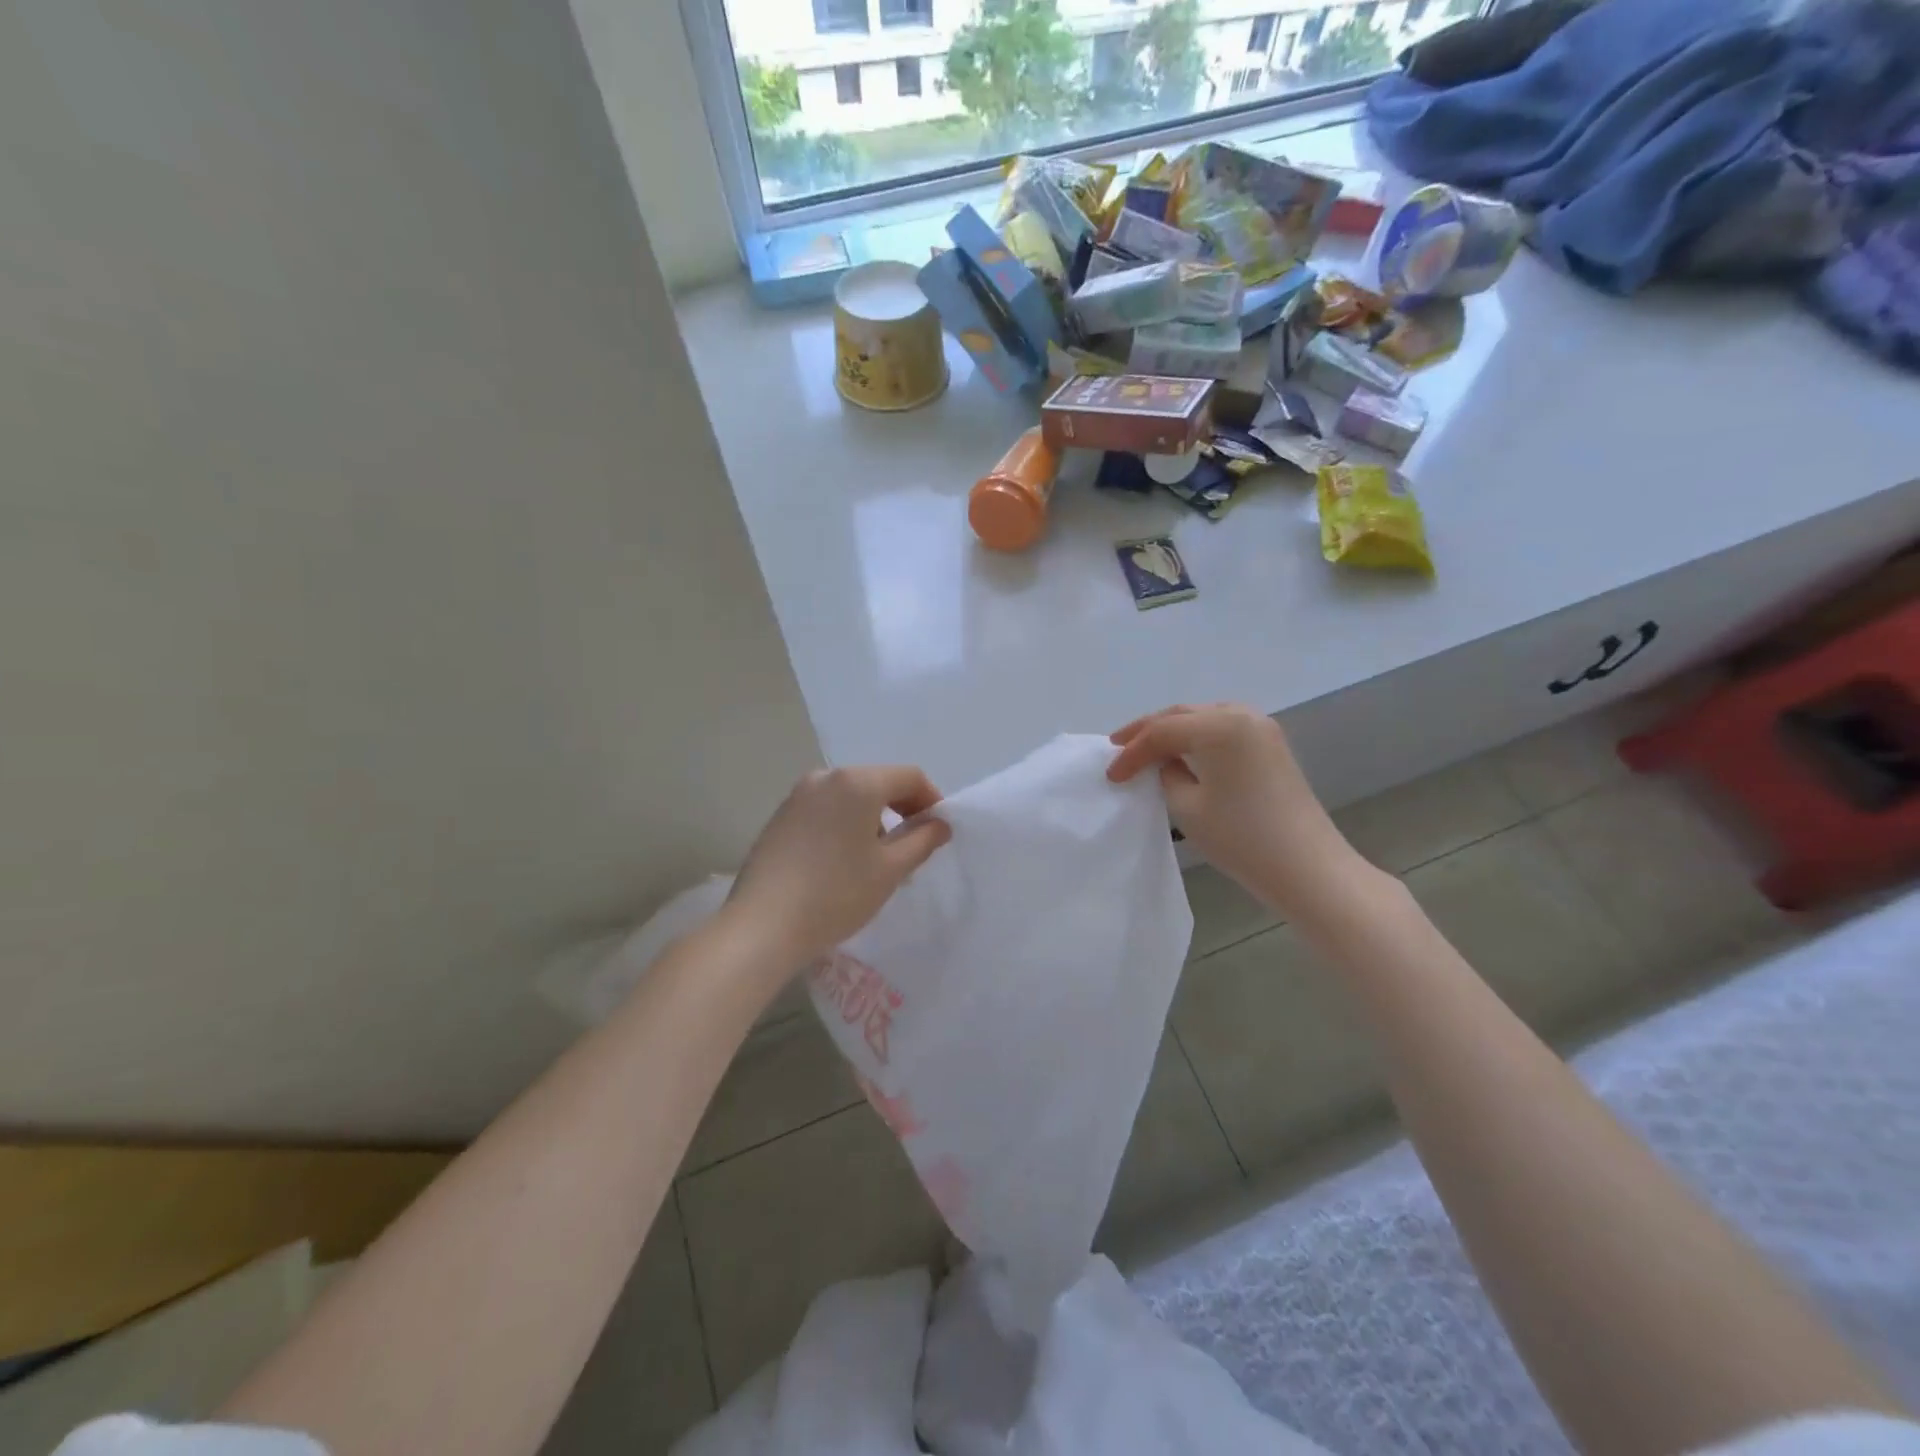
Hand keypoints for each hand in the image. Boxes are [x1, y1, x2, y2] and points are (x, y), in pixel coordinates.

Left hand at [727, 765, 951, 975]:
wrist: (762, 926)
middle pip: (878, 782)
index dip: (931, 800)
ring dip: (873, 818)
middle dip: (901, 809)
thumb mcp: (890, 869)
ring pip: (850, 796)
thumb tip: (939, 824)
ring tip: (877, 858)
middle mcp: (826, 777)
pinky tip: (843, 861)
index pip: (909, 777)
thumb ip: (922, 840)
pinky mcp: (780, 816)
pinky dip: (845, 824)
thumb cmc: (837, 894)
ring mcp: (798, 795)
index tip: (939, 832)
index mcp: (857, 782)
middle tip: (913, 846)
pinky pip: (825, 809)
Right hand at [1108, 704, 1378, 924]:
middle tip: (1117, 747)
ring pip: (1202, 718)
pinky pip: (1222, 730)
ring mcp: (1261, 728)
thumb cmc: (1241, 837)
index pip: (1161, 731)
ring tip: (1144, 748)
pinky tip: (1181, 753)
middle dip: (1147, 731)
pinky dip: (1196, 738)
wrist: (1307, 867)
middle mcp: (1241, 714)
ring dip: (1172, 731)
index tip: (1111, 776)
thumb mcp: (1187, 806)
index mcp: (1219, 725)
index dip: (1132, 752)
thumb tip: (1165, 763)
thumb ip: (1166, 774)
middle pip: (1182, 714)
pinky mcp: (1271, 745)